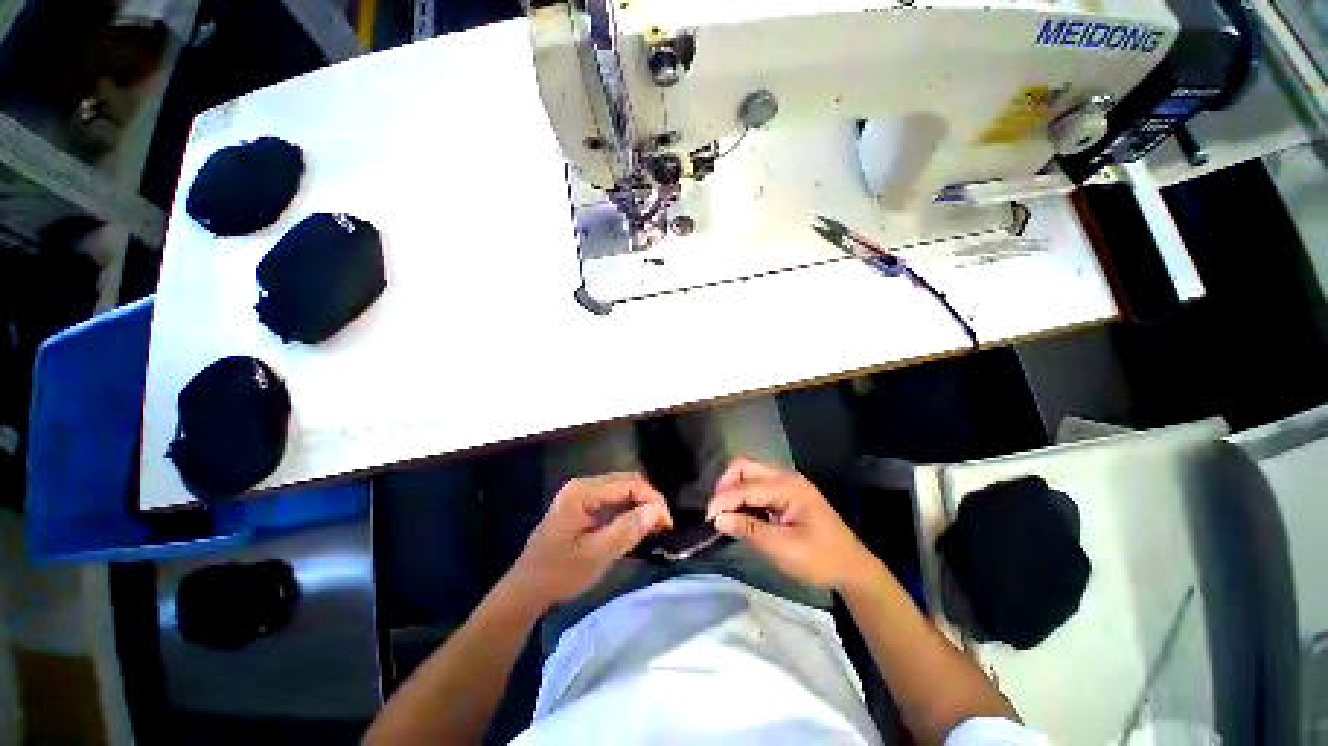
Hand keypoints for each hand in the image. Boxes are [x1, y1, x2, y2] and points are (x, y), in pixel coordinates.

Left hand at [507, 472, 672, 609]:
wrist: (525, 590)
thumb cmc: (559, 573)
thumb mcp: (596, 555)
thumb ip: (627, 530)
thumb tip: (656, 511)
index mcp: (583, 491)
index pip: (628, 483)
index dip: (652, 499)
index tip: (667, 524)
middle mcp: (583, 485)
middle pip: (626, 482)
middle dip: (648, 501)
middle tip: (663, 526)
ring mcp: (581, 494)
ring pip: (621, 491)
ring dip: (640, 506)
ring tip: (655, 528)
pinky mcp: (582, 505)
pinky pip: (613, 500)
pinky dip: (628, 512)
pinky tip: (637, 527)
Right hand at [707, 457, 875, 589]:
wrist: (851, 567)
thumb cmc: (820, 559)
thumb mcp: (783, 549)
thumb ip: (749, 530)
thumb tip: (718, 519)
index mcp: (789, 487)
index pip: (746, 486)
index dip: (723, 499)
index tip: (707, 518)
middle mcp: (786, 476)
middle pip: (745, 466)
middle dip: (726, 485)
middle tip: (717, 511)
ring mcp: (787, 481)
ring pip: (750, 471)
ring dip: (733, 487)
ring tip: (725, 511)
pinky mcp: (786, 490)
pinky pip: (757, 482)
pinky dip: (744, 492)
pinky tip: (741, 511)